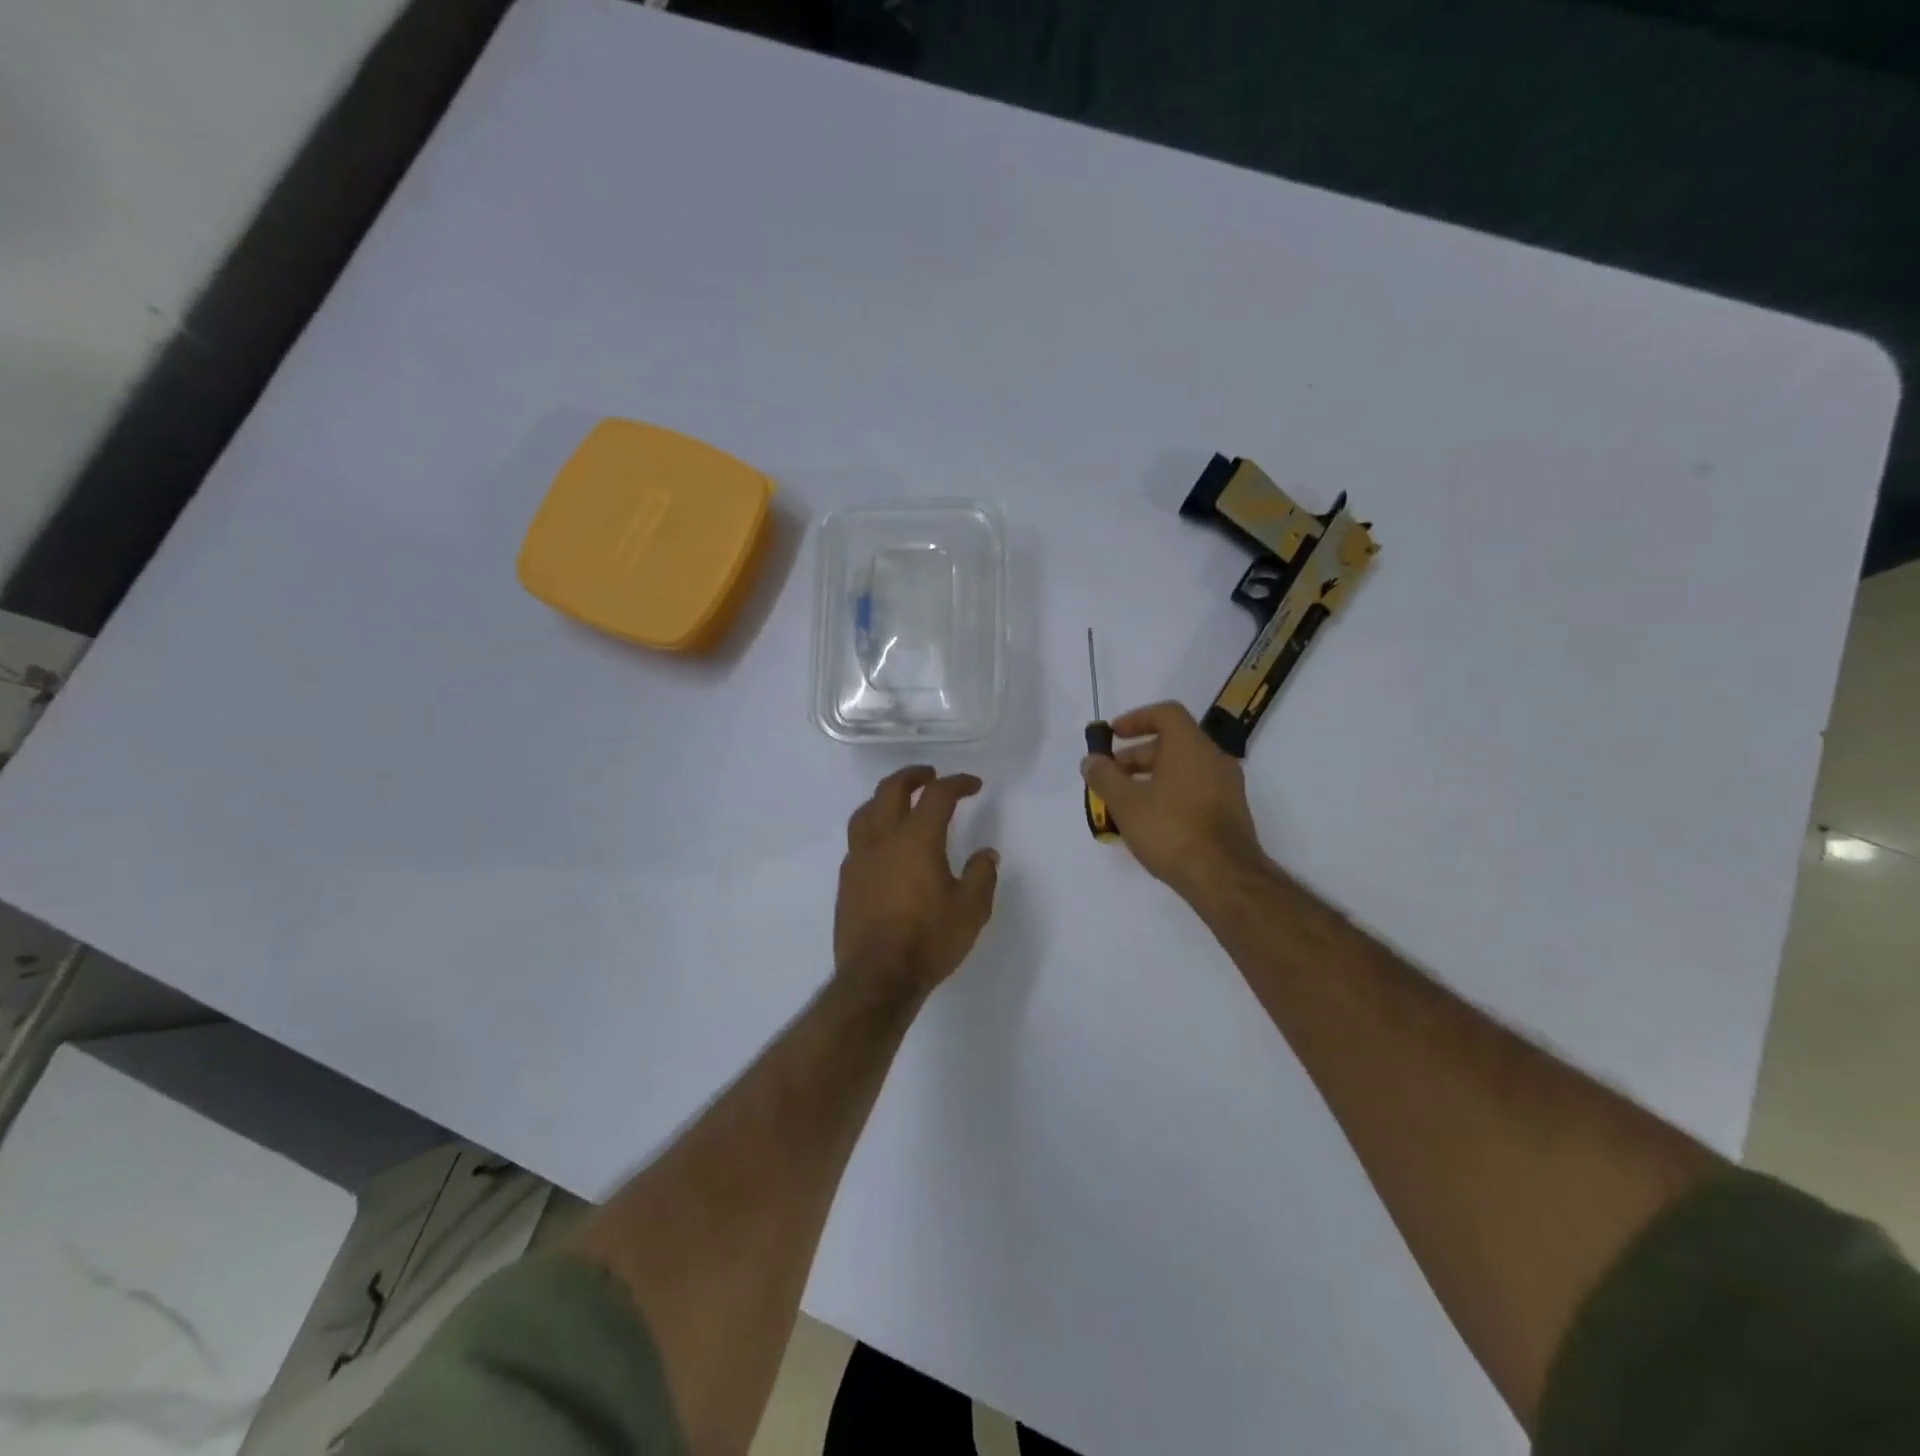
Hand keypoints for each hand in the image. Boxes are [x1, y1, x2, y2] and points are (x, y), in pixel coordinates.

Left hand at [835, 767, 999, 1002]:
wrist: (877, 977)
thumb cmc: (928, 940)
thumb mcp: (970, 910)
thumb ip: (981, 875)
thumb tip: (986, 854)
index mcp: (917, 839)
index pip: (937, 795)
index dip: (957, 783)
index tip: (973, 785)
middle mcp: (883, 839)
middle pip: (892, 789)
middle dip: (913, 775)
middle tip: (930, 775)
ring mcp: (859, 858)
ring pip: (866, 810)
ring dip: (886, 797)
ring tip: (901, 802)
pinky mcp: (846, 879)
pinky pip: (857, 839)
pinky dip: (873, 827)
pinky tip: (883, 844)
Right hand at [1080, 701, 1267, 900]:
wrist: (1224, 877)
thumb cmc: (1170, 830)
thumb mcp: (1126, 803)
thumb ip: (1104, 777)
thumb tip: (1091, 761)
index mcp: (1190, 746)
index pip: (1165, 713)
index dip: (1136, 719)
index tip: (1113, 735)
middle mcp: (1214, 758)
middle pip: (1172, 743)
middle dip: (1136, 756)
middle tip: (1110, 776)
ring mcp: (1227, 787)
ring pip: (1183, 769)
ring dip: (1151, 778)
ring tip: (1125, 803)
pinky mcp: (1230, 813)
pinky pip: (1195, 790)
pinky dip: (1170, 795)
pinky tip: (1150, 822)